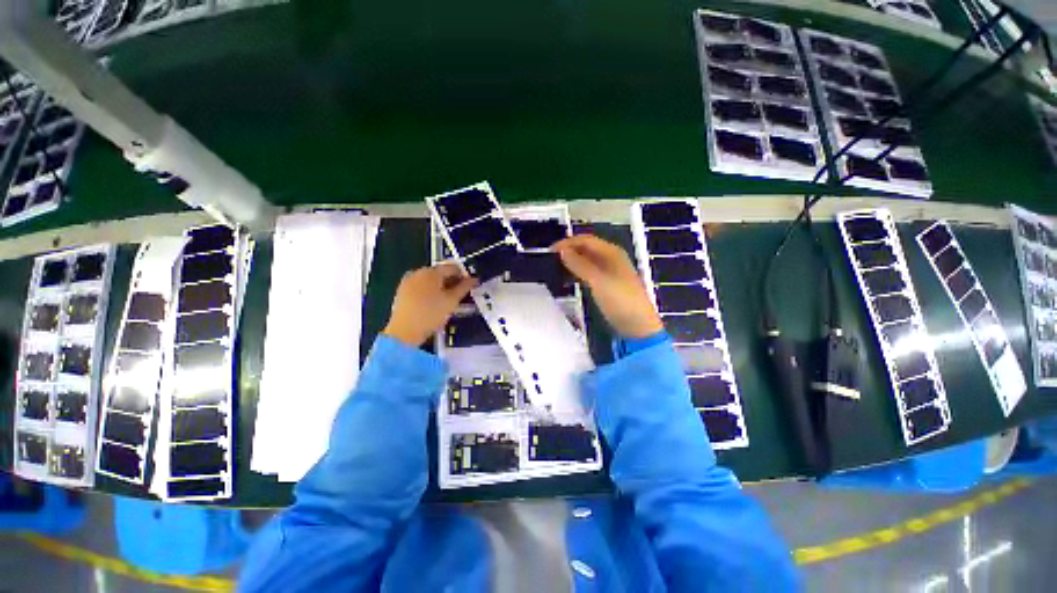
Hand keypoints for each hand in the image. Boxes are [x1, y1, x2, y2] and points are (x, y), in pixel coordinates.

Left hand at [382, 263, 476, 346]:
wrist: (404, 332)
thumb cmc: (431, 314)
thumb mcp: (452, 301)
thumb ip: (465, 287)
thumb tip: (474, 279)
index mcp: (431, 272)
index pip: (453, 267)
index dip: (464, 275)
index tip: (469, 287)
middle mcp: (418, 272)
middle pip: (440, 272)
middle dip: (452, 281)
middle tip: (459, 295)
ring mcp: (408, 281)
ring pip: (430, 280)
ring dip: (441, 287)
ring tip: (447, 301)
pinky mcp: (402, 291)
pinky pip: (421, 286)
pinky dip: (429, 291)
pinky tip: (433, 304)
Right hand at [553, 235, 663, 338]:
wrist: (638, 326)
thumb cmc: (620, 300)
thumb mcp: (598, 280)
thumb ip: (579, 264)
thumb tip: (562, 251)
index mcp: (612, 252)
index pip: (586, 240)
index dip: (568, 243)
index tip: (550, 250)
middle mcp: (611, 258)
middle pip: (587, 248)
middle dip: (569, 251)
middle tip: (551, 259)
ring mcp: (610, 272)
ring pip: (587, 261)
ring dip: (572, 262)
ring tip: (556, 268)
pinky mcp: (607, 284)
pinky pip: (589, 272)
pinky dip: (578, 273)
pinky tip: (568, 278)